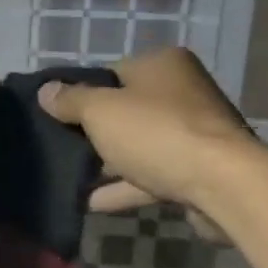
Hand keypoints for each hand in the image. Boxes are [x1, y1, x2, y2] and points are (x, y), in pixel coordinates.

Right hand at [37, 47, 257, 224]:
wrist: (222, 184)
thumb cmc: (157, 133)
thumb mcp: (101, 111)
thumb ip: (70, 100)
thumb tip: (45, 91)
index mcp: (162, 65)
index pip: (111, 72)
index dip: (81, 92)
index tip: (55, 114)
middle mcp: (182, 92)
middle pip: (126, 110)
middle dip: (93, 131)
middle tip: (58, 147)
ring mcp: (192, 133)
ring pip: (138, 145)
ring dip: (107, 163)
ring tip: (68, 178)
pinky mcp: (197, 171)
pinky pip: (151, 175)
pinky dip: (124, 187)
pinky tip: (91, 202)